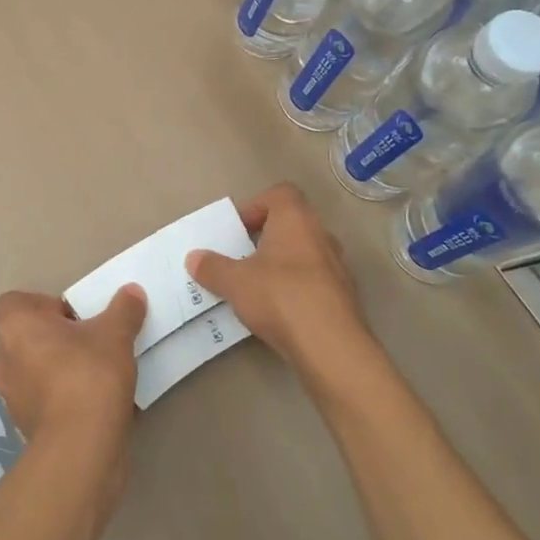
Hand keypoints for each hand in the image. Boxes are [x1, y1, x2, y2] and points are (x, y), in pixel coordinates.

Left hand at [0, 285, 145, 452]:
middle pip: (28, 336)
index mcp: (16, 326)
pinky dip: (63, 397)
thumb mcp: (115, 334)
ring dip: (59, 368)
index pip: (17, 302)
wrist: (81, 448)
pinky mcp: (25, 426)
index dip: (46, 304)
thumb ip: (124, 309)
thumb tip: (132, 292)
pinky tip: (94, 402)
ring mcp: (12, 396)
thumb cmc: (89, 375)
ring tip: (96, 372)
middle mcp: (4, 358)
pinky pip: (44, 399)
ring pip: (35, 369)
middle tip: (90, 341)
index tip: (76, 317)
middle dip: (57, 337)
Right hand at [186, 183, 369, 379]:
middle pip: (293, 223)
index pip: (280, 194)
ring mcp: (338, 266)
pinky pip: (316, 281)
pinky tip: (281, 311)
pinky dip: (298, 288)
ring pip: (305, 253)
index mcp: (295, 219)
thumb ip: (212, 267)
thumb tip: (193, 258)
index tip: (240, 229)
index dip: (257, 205)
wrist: (331, 346)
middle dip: (267, 237)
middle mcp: (321, 235)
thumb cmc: (280, 297)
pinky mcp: (345, 296)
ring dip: (284, 264)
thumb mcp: (234, 282)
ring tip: (259, 287)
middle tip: (244, 258)